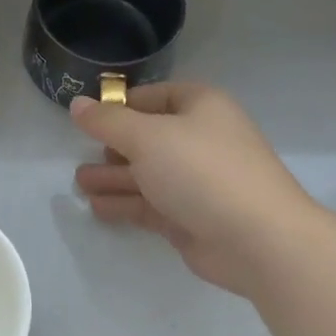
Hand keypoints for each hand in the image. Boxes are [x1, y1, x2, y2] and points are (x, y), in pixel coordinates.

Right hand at [70, 82, 316, 297]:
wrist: (258, 239)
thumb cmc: (201, 171)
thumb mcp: (146, 137)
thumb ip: (107, 122)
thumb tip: (77, 104)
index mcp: (200, 107)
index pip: (155, 96)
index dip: (122, 104)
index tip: (90, 118)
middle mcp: (201, 140)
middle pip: (148, 138)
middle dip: (113, 147)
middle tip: (81, 155)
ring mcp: (198, 182)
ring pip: (147, 174)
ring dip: (114, 178)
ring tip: (79, 183)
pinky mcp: (192, 218)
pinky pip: (151, 205)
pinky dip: (125, 204)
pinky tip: (97, 207)